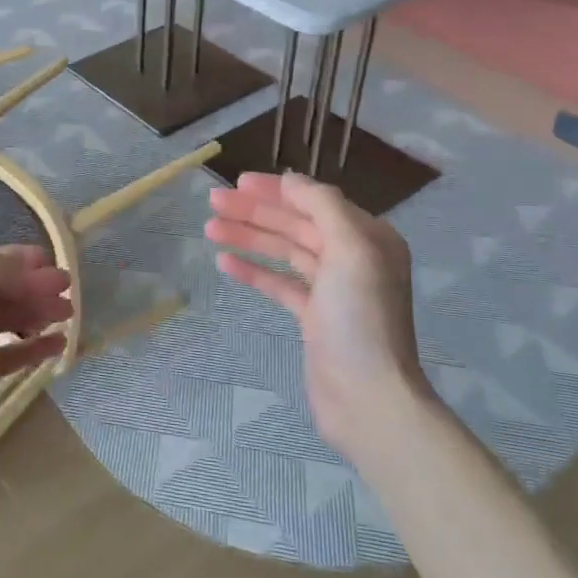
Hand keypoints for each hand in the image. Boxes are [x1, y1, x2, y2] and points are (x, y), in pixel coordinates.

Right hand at [206, 172, 425, 455]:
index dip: (276, 190)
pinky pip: (279, 284)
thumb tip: (290, 180)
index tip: (237, 182)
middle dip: (254, 211)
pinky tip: (225, 263)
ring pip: (284, 252)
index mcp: (367, 237)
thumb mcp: (350, 249)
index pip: (314, 201)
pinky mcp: (313, 318)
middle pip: (295, 224)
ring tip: (210, 229)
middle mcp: (351, 258)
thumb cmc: (360, 318)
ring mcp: (331, 290)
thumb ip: (322, 206)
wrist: (368, 397)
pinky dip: (253, 271)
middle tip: (213, 202)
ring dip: (248, 237)